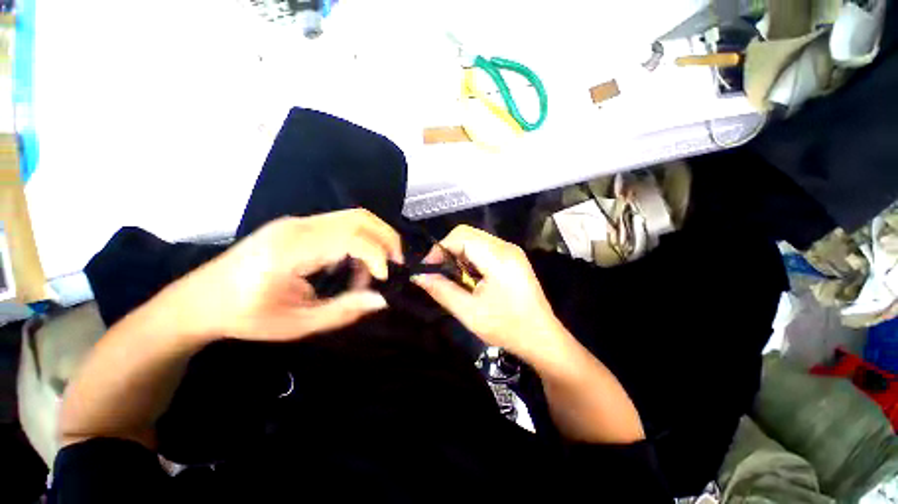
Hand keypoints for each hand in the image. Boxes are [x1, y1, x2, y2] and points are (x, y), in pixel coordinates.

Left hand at [173, 209, 403, 341]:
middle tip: (395, 266)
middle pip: (359, 217)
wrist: (199, 300)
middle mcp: (299, 225)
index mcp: (293, 248)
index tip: (384, 280)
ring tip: (372, 271)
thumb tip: (382, 299)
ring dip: (374, 241)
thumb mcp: (297, 324)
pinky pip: (342, 225)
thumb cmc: (245, 316)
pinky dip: (359, 243)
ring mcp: (299, 222)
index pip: (352, 237)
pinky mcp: (300, 226)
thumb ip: (344, 311)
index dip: (377, 256)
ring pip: (354, 218)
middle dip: (386, 239)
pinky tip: (352, 267)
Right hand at [413, 225, 568, 365]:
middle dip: (447, 250)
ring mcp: (511, 251)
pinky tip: (468, 277)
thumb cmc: (507, 328)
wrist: (542, 338)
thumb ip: (442, 290)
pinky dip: (469, 258)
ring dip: (458, 254)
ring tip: (452, 277)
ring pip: (474, 240)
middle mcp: (506, 247)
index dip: (439, 248)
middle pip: (467, 234)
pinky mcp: (512, 257)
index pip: (461, 236)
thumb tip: (418, 276)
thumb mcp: (469, 313)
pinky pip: (483, 248)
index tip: (428, 269)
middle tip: (437, 273)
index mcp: (498, 257)